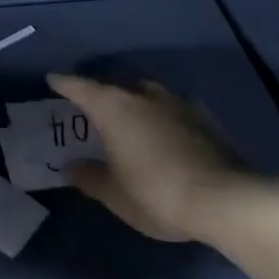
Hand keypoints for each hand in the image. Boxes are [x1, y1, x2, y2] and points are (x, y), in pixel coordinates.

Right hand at [47, 74, 250, 241]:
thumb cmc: (156, 193)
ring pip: (144, 93)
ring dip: (132, 101)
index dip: (63, 83)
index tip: (52, 80)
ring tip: (126, 118)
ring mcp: (176, 101)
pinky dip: (158, 115)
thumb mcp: (114, 194)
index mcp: (113, 106)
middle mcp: (142, 93)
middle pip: (113, 85)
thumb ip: (90, 177)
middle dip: (99, 93)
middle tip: (89, 108)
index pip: (79, 87)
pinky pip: (169, 107)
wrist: (226, 199)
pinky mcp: (203, 116)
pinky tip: (161, 132)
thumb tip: (72, 167)